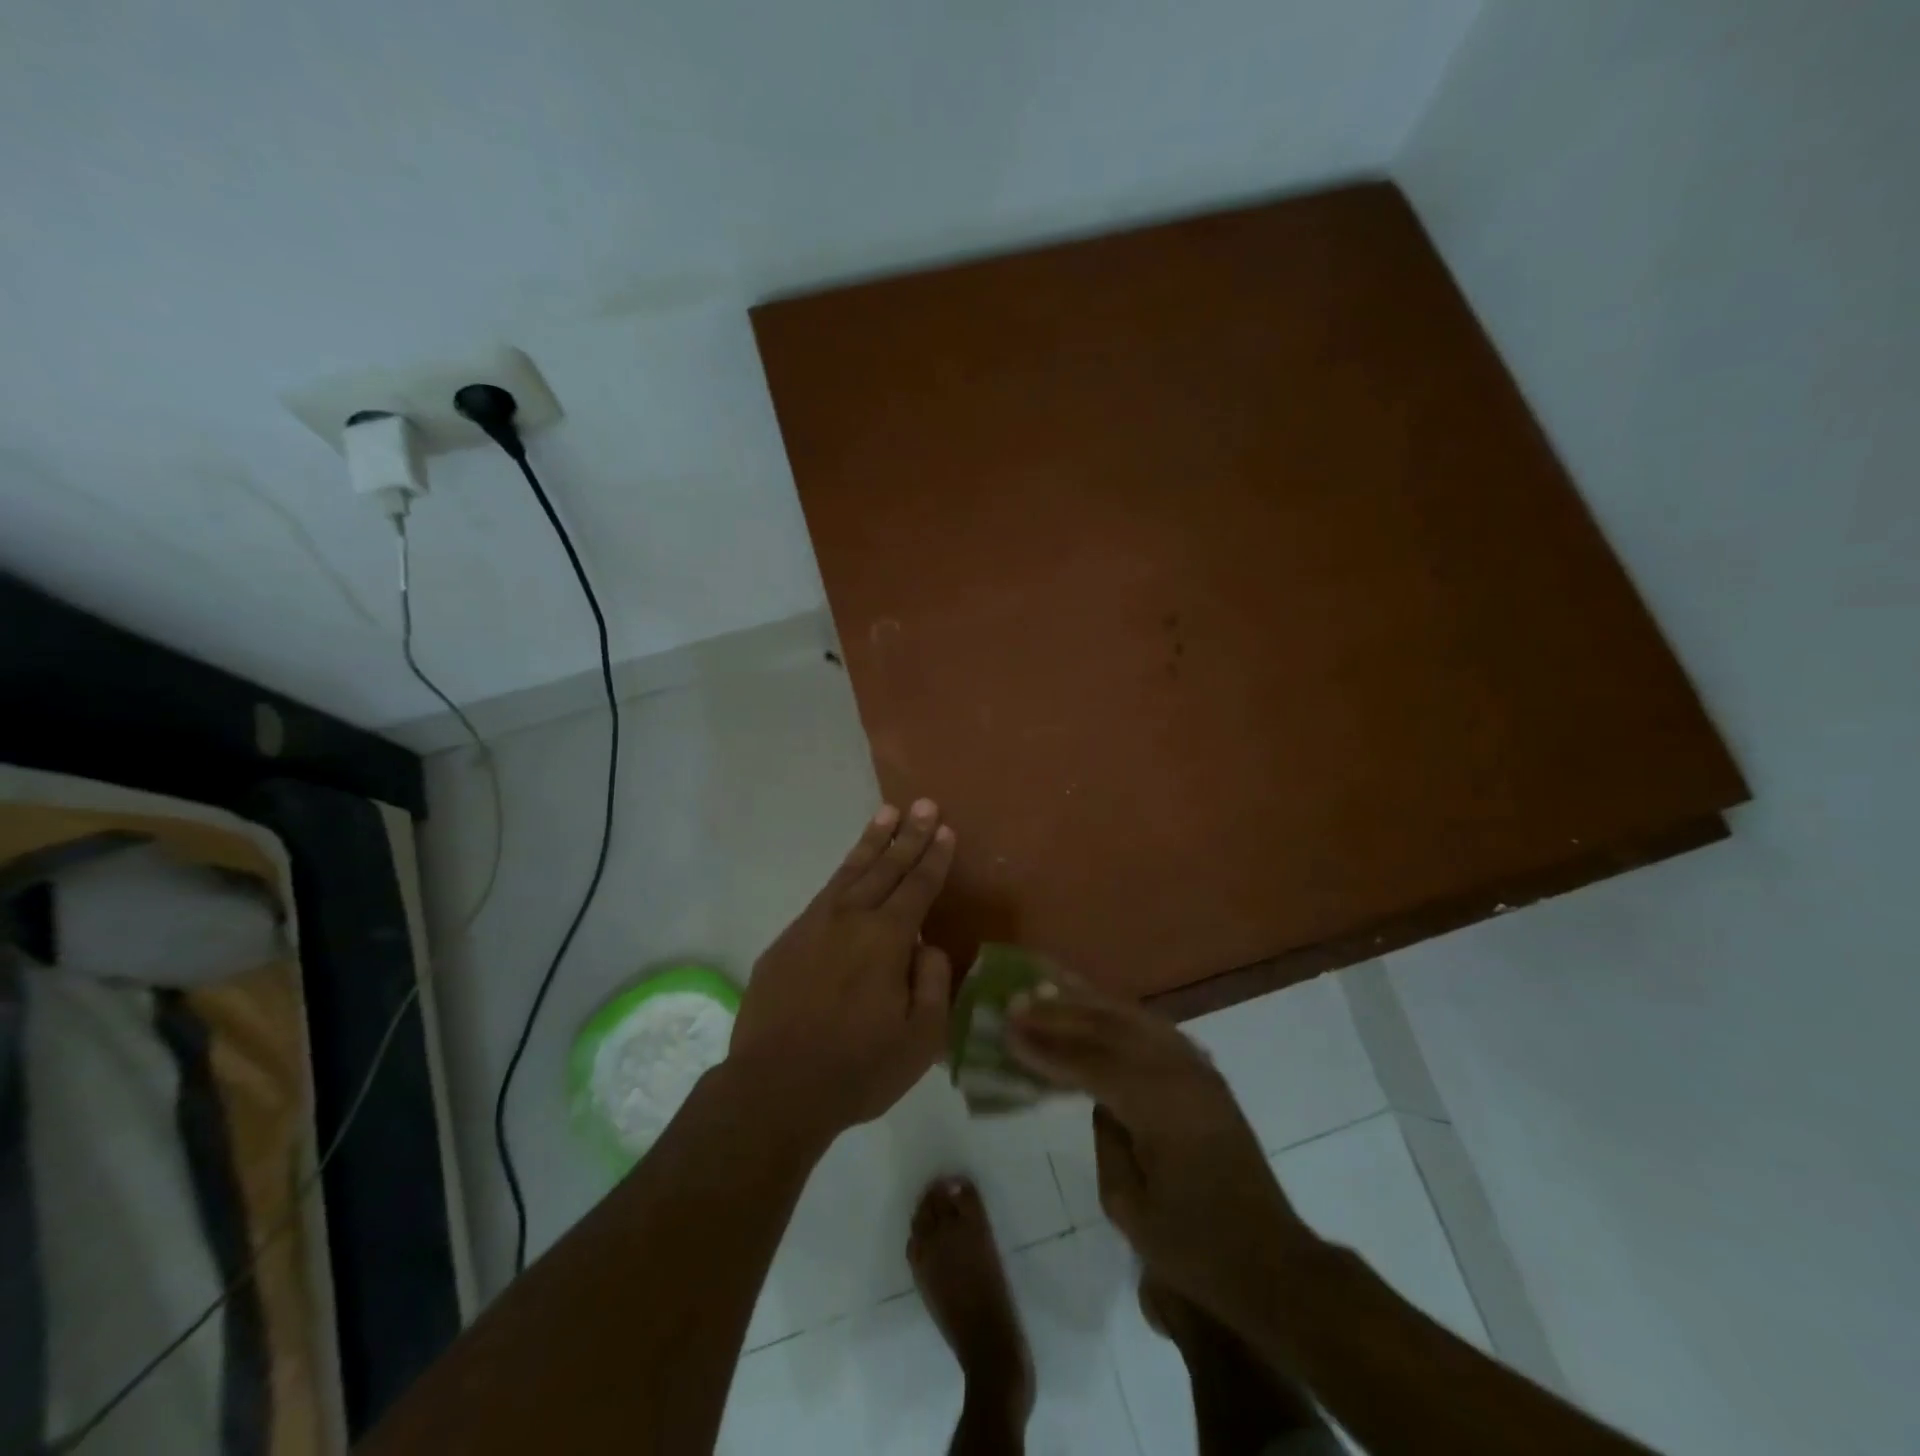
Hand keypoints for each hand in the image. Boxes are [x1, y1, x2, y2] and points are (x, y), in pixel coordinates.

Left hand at [729, 800, 956, 1138]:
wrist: (774, 1088)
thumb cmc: (857, 1069)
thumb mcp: (921, 1039)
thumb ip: (933, 983)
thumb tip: (928, 948)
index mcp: (887, 939)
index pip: (918, 887)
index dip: (933, 857)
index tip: (944, 829)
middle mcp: (851, 920)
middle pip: (886, 868)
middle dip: (908, 835)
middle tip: (923, 804)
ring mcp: (813, 926)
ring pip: (850, 872)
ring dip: (872, 842)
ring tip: (886, 813)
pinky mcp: (787, 941)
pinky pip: (823, 895)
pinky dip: (842, 873)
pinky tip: (849, 869)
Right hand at [1008, 986, 1315, 1320]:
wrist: (1272, 1262)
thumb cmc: (1196, 1248)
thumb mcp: (1131, 1208)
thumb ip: (1106, 1140)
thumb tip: (1096, 1099)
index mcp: (1161, 1106)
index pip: (1090, 1062)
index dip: (1045, 1046)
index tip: (1007, 1029)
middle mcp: (1181, 1072)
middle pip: (1111, 1027)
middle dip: (1060, 1013)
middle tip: (1017, 1001)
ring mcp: (1197, 1068)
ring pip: (1133, 1018)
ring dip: (1088, 1003)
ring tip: (1048, 988)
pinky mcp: (1205, 1074)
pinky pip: (1154, 1028)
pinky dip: (1119, 1013)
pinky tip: (1098, 1007)